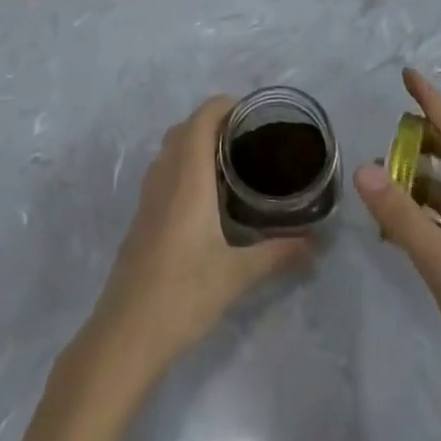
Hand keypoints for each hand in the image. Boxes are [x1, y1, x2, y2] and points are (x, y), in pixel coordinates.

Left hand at [90, 95, 310, 379]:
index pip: (203, 117)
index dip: (227, 105)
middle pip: (186, 127)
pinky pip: (163, 170)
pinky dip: (184, 164)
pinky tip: (205, 197)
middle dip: (215, 122)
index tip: (255, 114)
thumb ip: (278, 253)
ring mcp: (148, 196)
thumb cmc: (182, 294)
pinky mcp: (141, 216)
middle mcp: (166, 175)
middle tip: (249, 139)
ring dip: (196, 142)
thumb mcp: (237, 274)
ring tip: (231, 162)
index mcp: (189, 176)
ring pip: (171, 148)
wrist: (124, 335)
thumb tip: (315, 244)